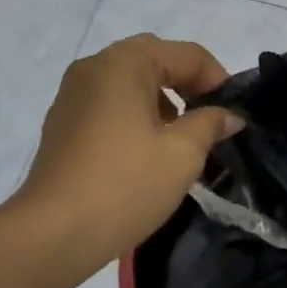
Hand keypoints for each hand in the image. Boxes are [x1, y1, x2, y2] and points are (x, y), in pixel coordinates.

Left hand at [15, 34, 242, 268]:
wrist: (52, 233)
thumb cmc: (125, 185)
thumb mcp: (182, 154)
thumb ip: (210, 124)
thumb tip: (229, 115)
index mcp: (125, 62)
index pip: (186, 54)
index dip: (217, 78)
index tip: (234, 112)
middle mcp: (96, 64)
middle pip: (155, 58)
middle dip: (187, 81)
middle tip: (209, 115)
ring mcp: (73, 91)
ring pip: (129, 78)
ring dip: (160, 95)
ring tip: (180, 134)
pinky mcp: (62, 118)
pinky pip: (108, 99)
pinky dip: (133, 109)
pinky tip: (144, 146)